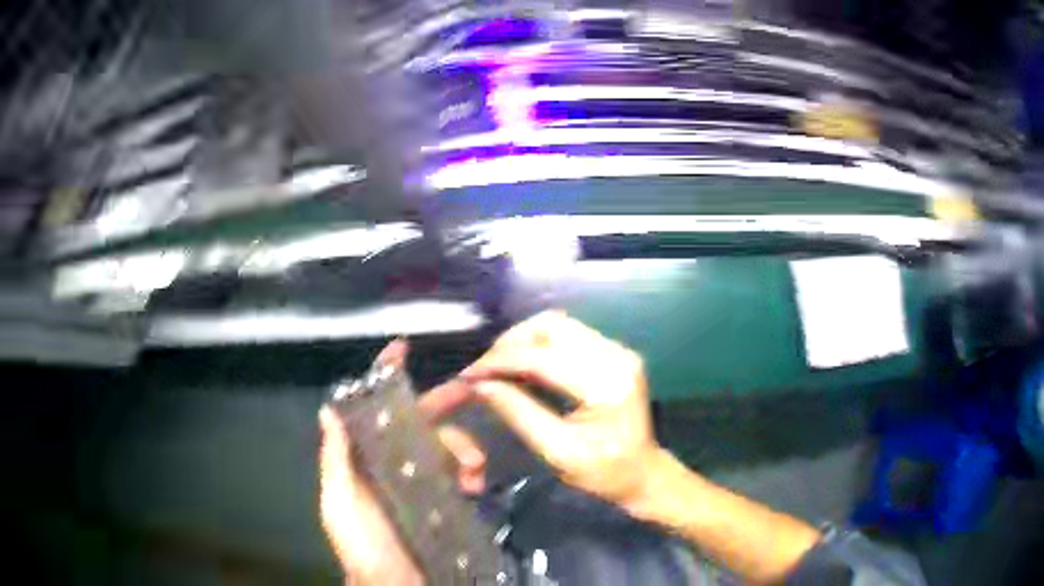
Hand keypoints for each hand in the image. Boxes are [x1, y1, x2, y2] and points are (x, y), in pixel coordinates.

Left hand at [319, 340, 484, 584]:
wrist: (397, 585)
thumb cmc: (363, 545)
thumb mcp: (340, 503)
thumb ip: (336, 460)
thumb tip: (328, 409)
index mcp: (365, 459)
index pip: (372, 411)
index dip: (384, 379)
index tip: (401, 348)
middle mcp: (393, 463)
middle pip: (418, 421)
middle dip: (442, 403)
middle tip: (469, 391)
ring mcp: (421, 482)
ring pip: (445, 445)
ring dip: (463, 446)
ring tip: (473, 469)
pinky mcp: (445, 500)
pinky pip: (462, 474)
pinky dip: (471, 470)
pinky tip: (475, 483)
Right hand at [459, 310, 664, 510]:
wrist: (643, 473)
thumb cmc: (603, 473)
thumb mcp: (557, 451)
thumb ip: (519, 414)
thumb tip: (481, 385)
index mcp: (607, 385)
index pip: (543, 359)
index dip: (501, 363)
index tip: (469, 374)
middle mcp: (617, 357)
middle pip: (553, 327)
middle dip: (511, 342)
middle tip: (485, 368)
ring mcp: (619, 351)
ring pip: (559, 325)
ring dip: (524, 340)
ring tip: (499, 364)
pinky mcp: (615, 353)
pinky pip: (569, 335)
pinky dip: (540, 344)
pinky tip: (524, 364)